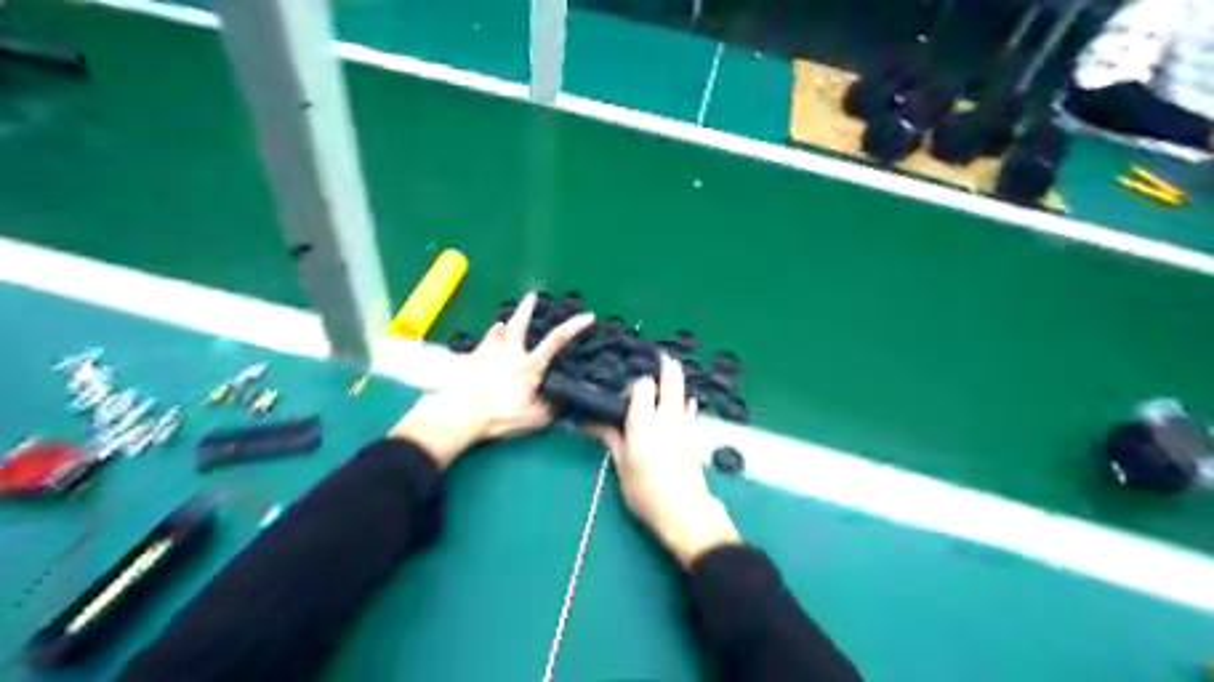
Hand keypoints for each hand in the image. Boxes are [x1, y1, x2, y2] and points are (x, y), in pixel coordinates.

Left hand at [391, 290, 596, 469]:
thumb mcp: (533, 419)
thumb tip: (564, 400)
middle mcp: (511, 355)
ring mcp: (490, 355)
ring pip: (500, 331)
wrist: (461, 414)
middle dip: (527, 309)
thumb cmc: (499, 417)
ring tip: (510, 318)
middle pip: (519, 326)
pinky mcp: (473, 360)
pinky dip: (492, 334)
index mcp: (529, 368)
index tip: (589, 316)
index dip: (574, 326)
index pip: (556, 341)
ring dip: (507, 323)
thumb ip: (550, 408)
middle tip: (531, 296)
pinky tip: (495, 330)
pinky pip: (485, 341)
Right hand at [588, 355, 739, 566]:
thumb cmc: (645, 492)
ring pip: (682, 393)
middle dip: (666, 366)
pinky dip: (686, 403)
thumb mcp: (622, 467)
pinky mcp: (694, 437)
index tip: (626, 393)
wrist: (684, 511)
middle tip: (662, 356)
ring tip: (671, 371)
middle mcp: (666, 417)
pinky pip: (690, 411)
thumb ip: (612, 440)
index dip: (635, 384)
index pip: (642, 387)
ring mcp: (683, 426)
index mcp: (643, 422)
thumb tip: (594, 423)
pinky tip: (686, 402)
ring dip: (677, 381)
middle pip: (670, 381)